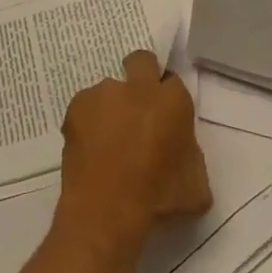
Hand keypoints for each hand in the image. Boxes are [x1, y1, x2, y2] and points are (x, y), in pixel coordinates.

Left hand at [56, 51, 211, 258]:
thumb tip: (179, 150)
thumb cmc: (158, 200)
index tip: (165, 117)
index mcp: (172, 101)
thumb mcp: (196, 186)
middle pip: (141, 61)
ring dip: (111, 106)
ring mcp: (103, 94)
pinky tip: (89, 149)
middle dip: (141, 74)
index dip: (168, 98)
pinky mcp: (75, 108)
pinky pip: (85, 108)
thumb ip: (190, 156)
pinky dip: (88, 122)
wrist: (105, 212)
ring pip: (109, 89)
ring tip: (107, 141)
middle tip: (138, 107)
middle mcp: (138, 88)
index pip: (173, 82)